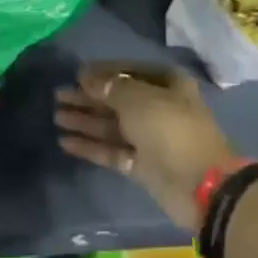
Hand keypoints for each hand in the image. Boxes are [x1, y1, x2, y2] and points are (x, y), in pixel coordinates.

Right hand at [55, 63, 238, 231]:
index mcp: (166, 85)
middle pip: (117, 99)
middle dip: (88, 97)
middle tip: (59, 95)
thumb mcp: (139, 99)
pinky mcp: (141, 165)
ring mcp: (150, 138)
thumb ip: (110, 88)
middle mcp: (158, 108)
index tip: (77, 74)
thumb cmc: (170, 129)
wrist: (200, 186)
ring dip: (85, 120)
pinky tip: (65, 142)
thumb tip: (88, 79)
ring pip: (111, 125)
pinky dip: (91, 146)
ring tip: (57, 116)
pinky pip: (111, 150)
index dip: (103, 72)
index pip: (130, 71)